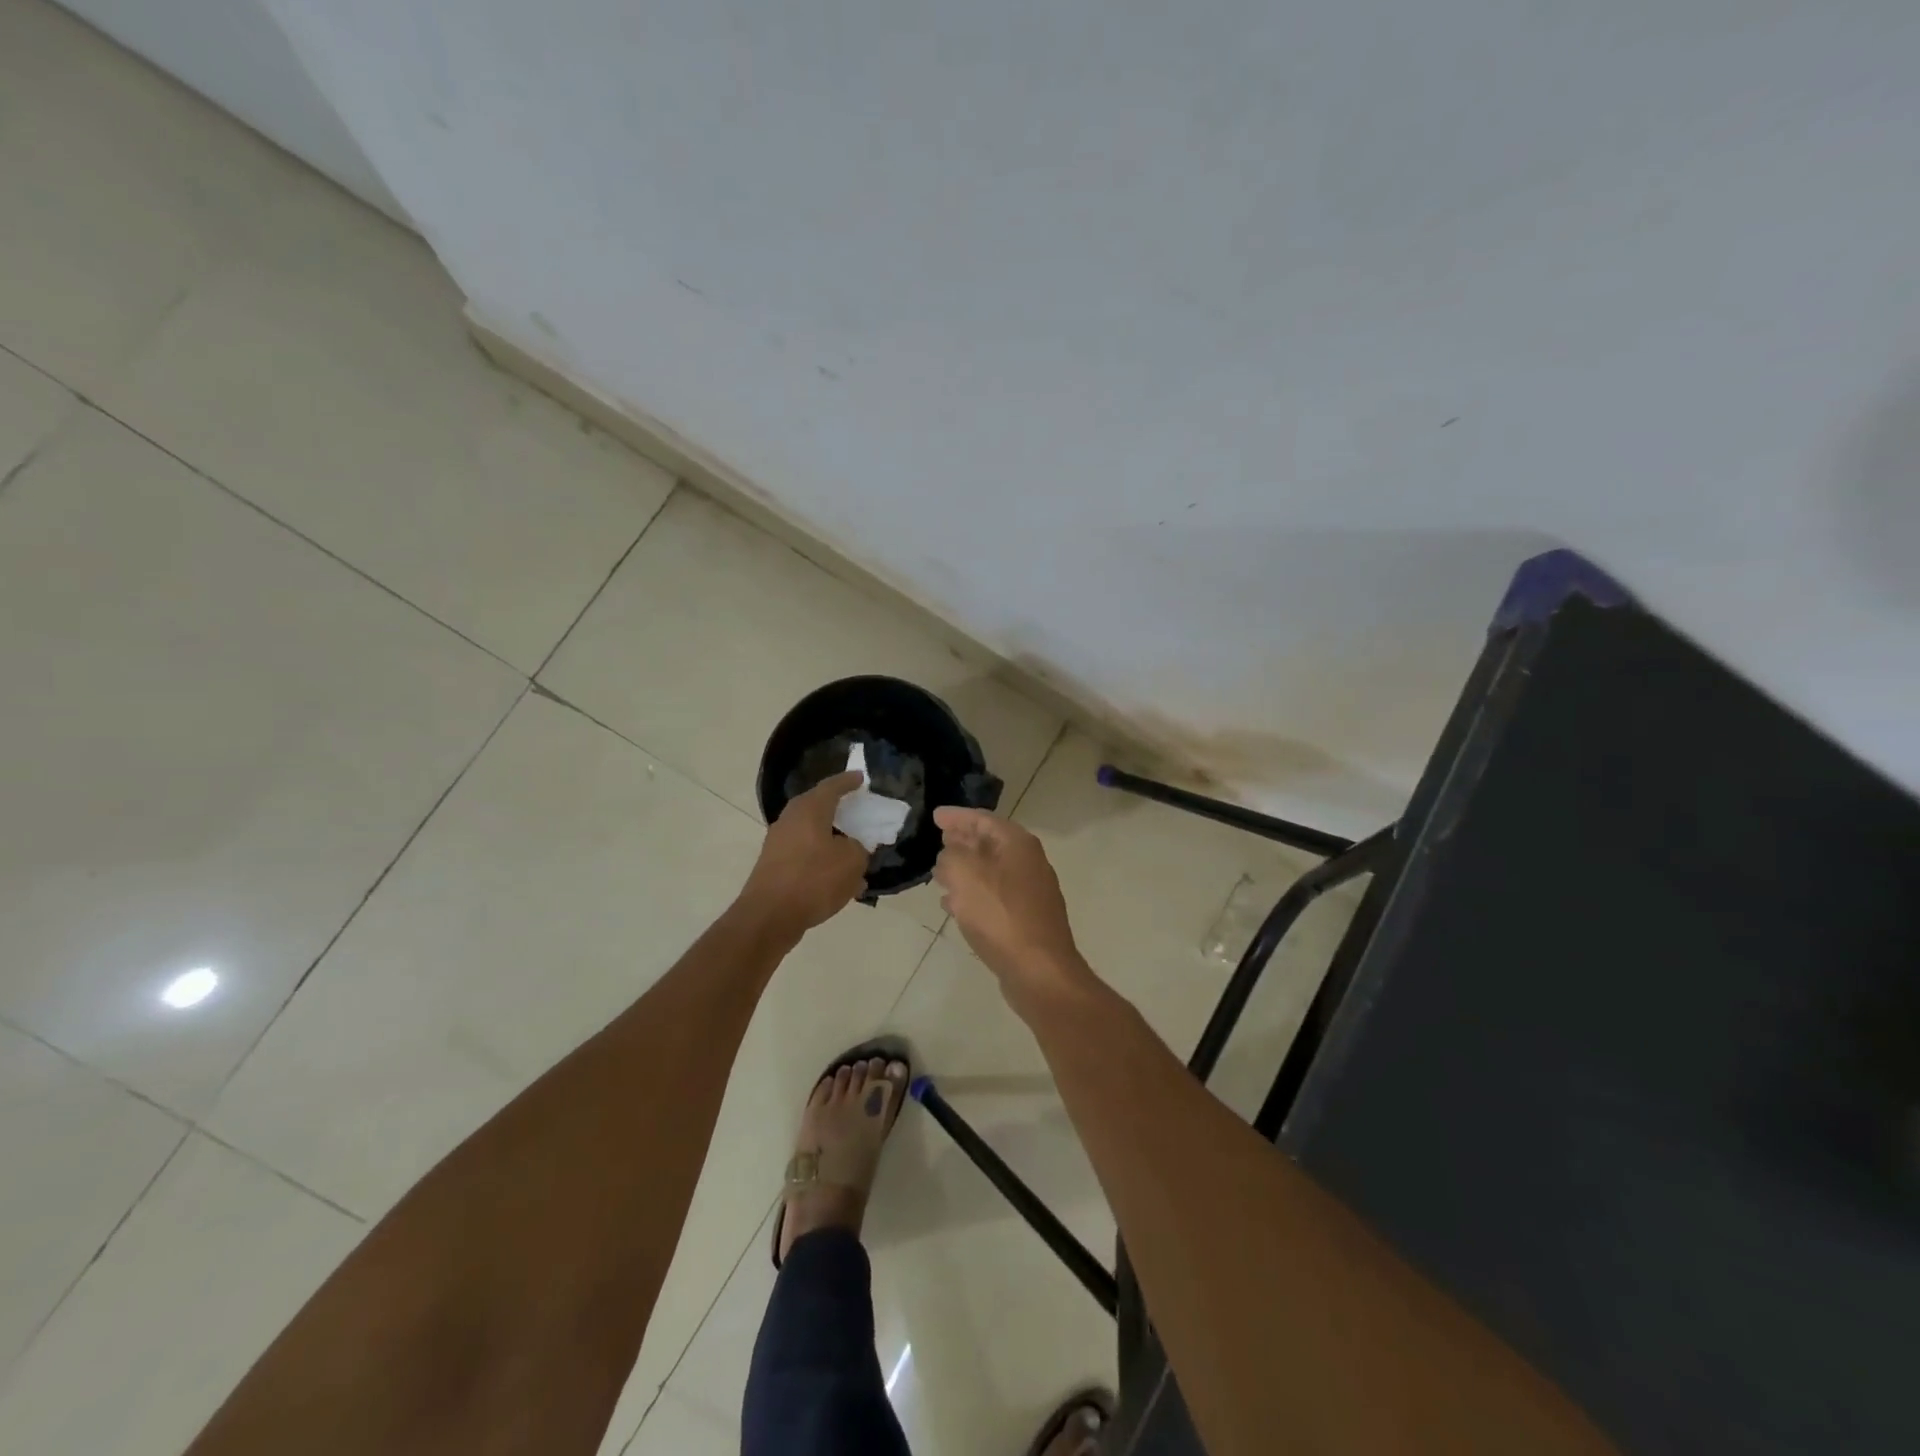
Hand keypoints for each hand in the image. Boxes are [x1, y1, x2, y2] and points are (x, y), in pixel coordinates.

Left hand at [741, 771, 869, 937]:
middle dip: (838, 809)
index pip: (832, 786)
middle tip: (857, 810)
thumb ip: (858, 848)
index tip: (861, 778)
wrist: (769, 916)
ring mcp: (778, 843)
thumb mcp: (851, 862)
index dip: (848, 781)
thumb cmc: (813, 880)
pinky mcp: (774, 865)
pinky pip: (805, 855)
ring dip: (832, 841)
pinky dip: (822, 861)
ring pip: (812, 834)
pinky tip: (839, 882)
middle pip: (818, 807)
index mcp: (809, 809)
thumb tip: (852, 847)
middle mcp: (790, 819)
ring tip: (854, 854)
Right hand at [933, 807, 1094, 1003]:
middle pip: (990, 843)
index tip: (934, 816)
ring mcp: (1030, 892)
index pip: (983, 819)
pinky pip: (994, 896)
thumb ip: (952, 855)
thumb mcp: (965, 875)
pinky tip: (953, 905)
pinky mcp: (1026, 919)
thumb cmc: (1000, 915)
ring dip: (966, 869)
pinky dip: (973, 894)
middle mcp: (1029, 862)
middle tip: (939, 839)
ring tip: (940, 872)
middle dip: (962, 840)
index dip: (957, 816)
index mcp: (1017, 844)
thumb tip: (950, 854)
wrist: (1039, 970)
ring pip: (991, 871)